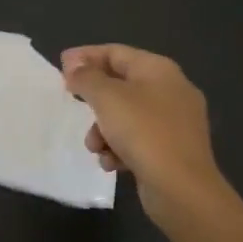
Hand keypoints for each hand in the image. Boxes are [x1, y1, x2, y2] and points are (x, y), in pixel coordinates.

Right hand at [60, 44, 238, 241]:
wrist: (182, 189)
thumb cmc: (143, 132)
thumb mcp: (107, 98)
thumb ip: (86, 77)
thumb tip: (74, 65)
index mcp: (159, 70)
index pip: (116, 52)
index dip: (86, 56)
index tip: (60, 66)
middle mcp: (171, 90)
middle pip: (121, 84)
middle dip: (94, 98)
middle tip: (72, 102)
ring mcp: (175, 122)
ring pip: (127, 115)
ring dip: (103, 129)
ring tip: (94, 146)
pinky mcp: (173, 150)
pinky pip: (139, 140)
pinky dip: (121, 147)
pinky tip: (112, 162)